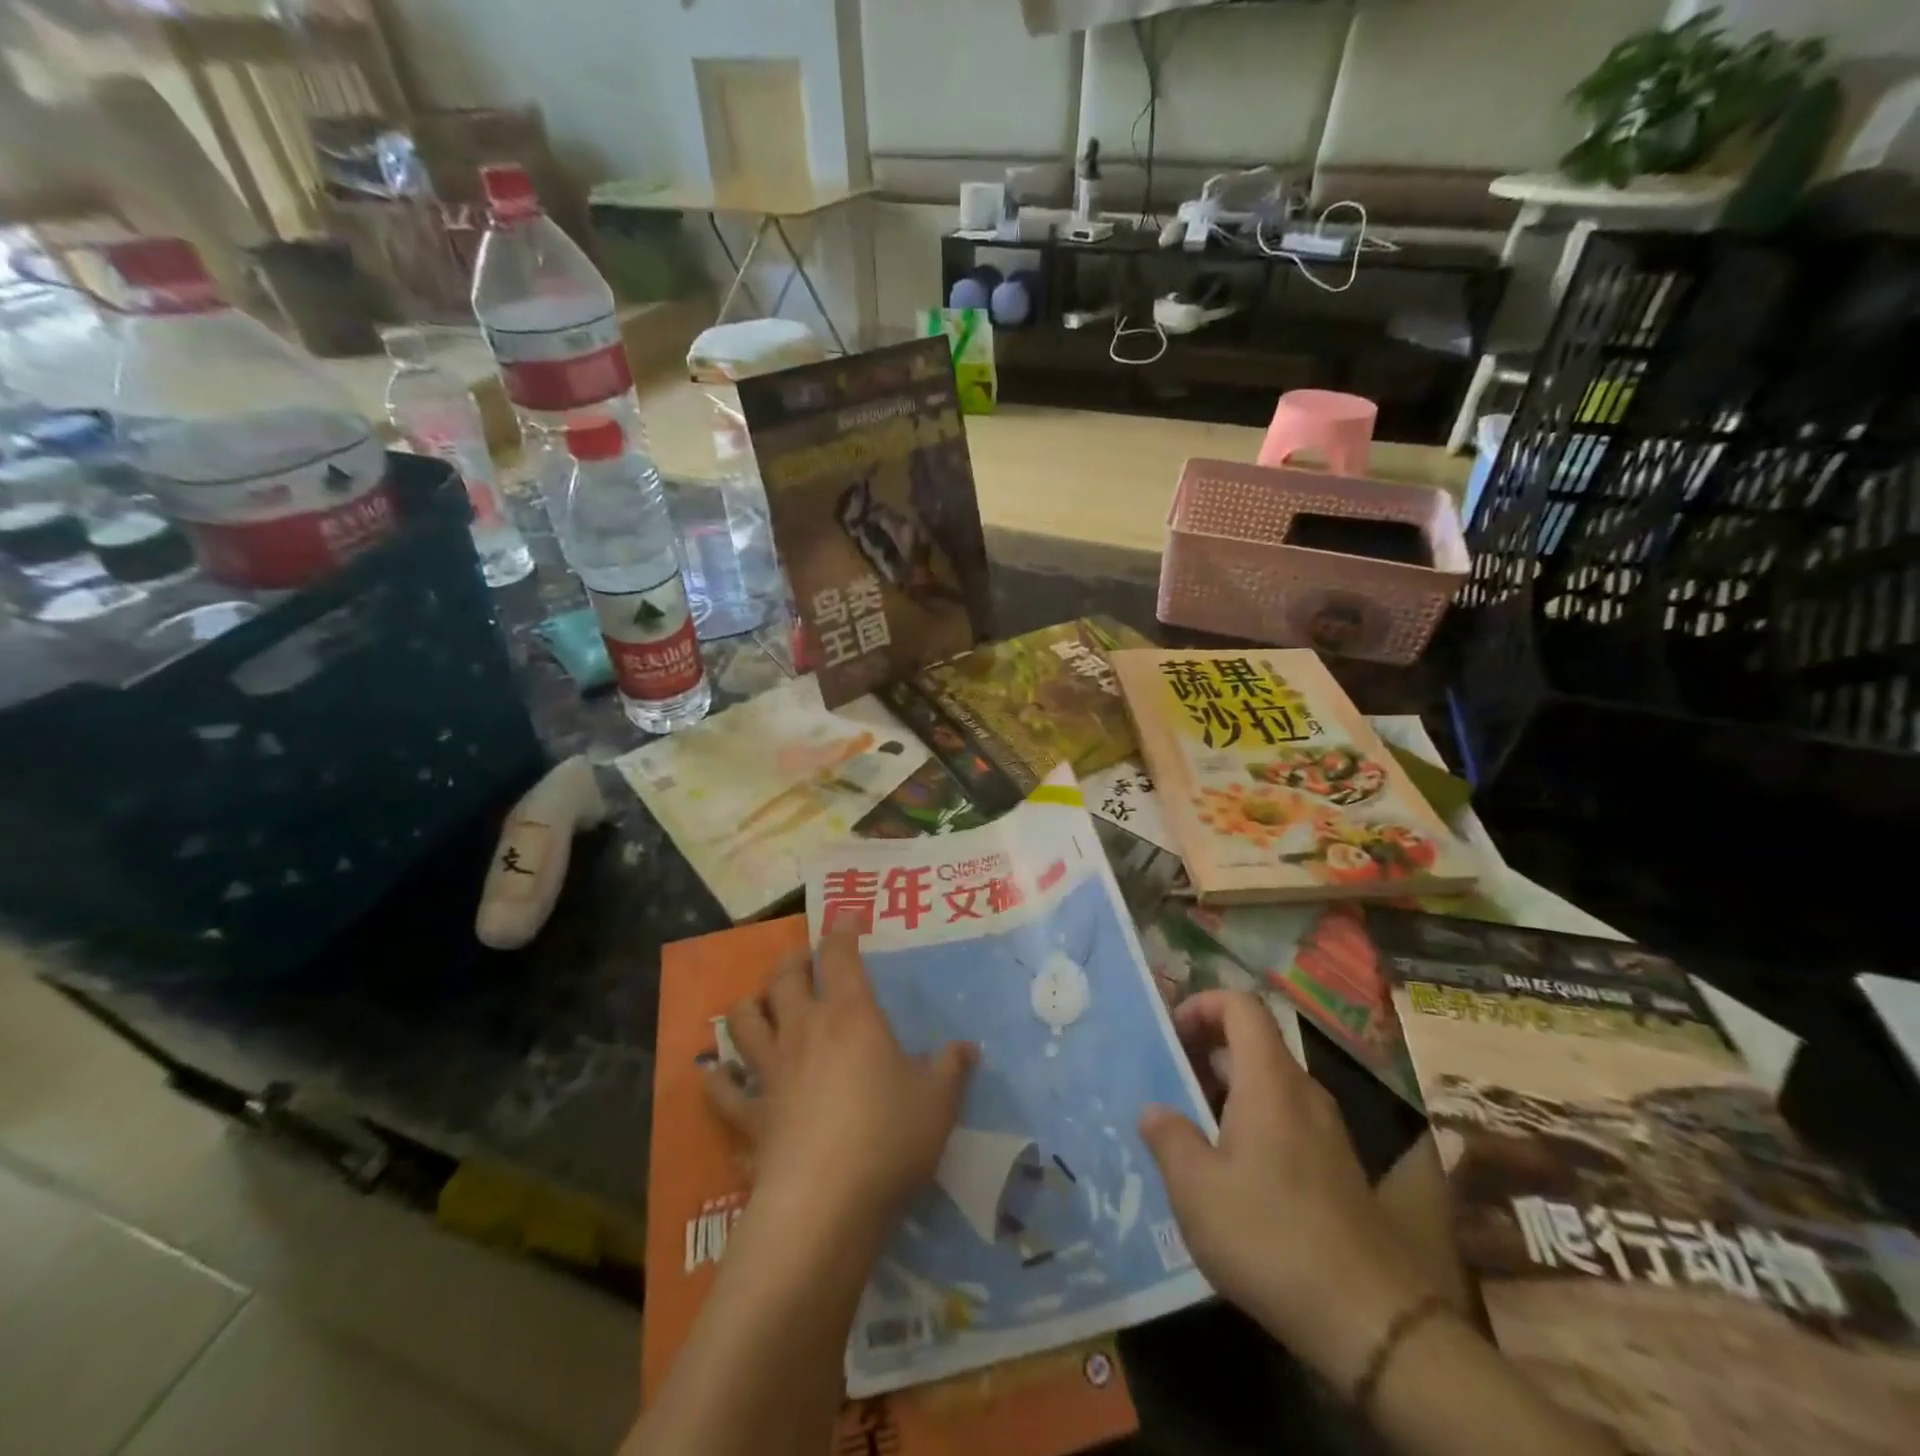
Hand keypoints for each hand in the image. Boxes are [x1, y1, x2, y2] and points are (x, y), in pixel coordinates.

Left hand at [703, 921, 976, 1246]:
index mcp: (850, 1017)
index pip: (841, 957)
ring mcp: (770, 1072)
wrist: (825, 1204)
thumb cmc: (888, 1138)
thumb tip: (966, 1048)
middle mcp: (803, 1032)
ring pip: (745, 1021)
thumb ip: (951, 1069)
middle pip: (784, 978)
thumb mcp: (938, 1102)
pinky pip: (722, 1091)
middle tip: (805, 960)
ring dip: (750, 1006)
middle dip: (793, 961)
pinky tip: (716, 1074)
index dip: (842, 930)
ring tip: (761, 1004)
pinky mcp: (749, 1116)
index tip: (846, 915)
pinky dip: (717, 1079)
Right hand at [1138, 991, 1434, 1392]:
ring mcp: (1325, 1132)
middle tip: (1166, 1081)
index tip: (1170, 1034)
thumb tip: (1154, 1110)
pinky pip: (1284, 1119)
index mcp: (1269, 1081)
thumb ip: (1168, 1138)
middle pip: (1253, 1043)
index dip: (1202, 1004)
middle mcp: (1302, 1093)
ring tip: (1188, 1127)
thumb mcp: (1196, 1189)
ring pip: (1268, 1084)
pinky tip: (1227, 1172)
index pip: (1241, 1006)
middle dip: (1205, 1050)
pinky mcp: (1335, 1169)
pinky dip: (1250, 1121)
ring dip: (1225, 1090)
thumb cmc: (1270, 1237)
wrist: (1372, 1323)